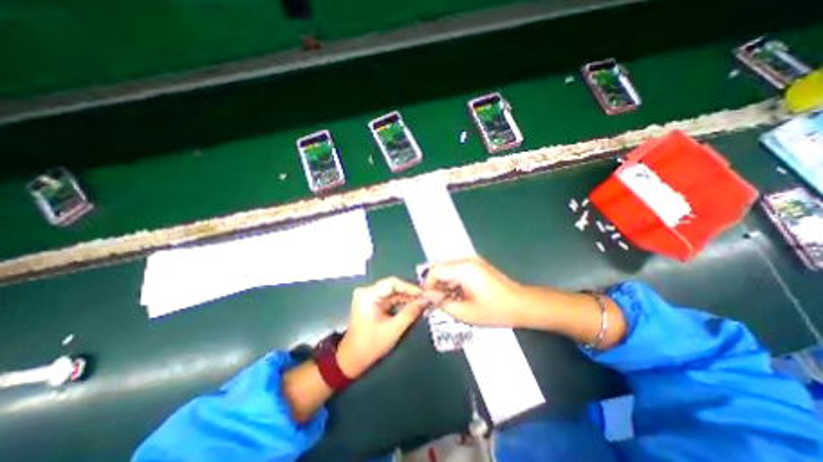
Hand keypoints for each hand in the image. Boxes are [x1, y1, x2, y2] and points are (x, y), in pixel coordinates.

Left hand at [336, 278, 427, 378]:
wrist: (352, 359)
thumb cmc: (371, 345)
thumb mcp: (394, 329)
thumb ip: (411, 313)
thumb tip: (427, 300)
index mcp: (368, 295)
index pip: (392, 283)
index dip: (410, 287)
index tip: (424, 294)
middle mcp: (367, 292)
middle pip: (393, 286)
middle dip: (410, 293)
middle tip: (426, 299)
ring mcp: (369, 297)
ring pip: (392, 292)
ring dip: (407, 298)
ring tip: (422, 303)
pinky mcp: (372, 303)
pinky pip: (389, 298)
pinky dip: (400, 302)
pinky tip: (412, 306)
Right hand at [421, 256, 530, 327]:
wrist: (522, 305)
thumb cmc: (495, 310)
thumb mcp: (465, 312)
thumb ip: (442, 303)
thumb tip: (428, 297)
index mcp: (463, 269)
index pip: (434, 271)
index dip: (428, 285)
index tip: (428, 300)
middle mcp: (466, 260)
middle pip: (441, 269)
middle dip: (436, 286)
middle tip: (436, 303)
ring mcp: (472, 261)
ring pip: (448, 270)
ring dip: (444, 285)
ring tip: (447, 302)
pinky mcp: (477, 265)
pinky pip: (458, 271)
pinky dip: (453, 283)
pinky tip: (458, 296)